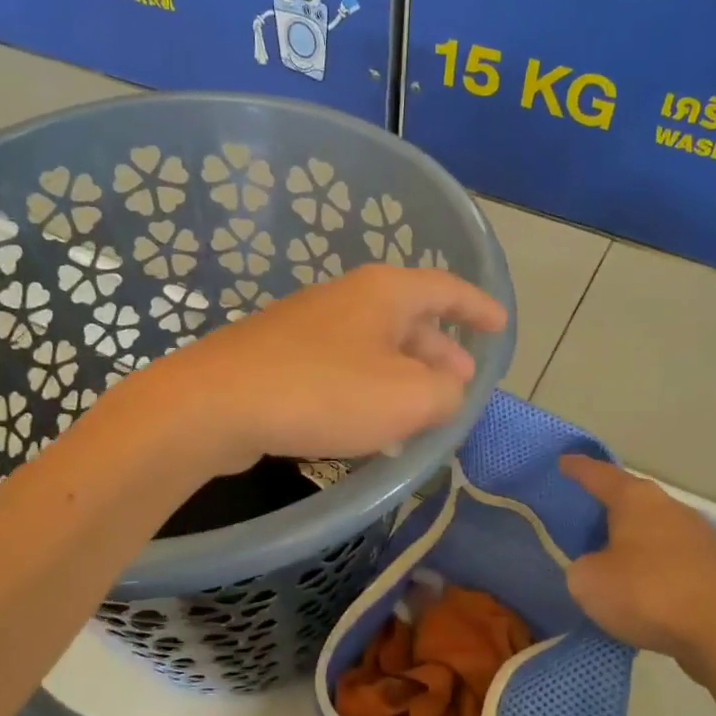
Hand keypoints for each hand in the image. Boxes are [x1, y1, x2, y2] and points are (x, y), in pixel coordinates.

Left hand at [143, 264, 507, 474]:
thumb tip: (449, 390)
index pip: (446, 289)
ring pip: (374, 348)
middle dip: (441, 352)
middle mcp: (346, 298)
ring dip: (403, 377)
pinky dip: (367, 391)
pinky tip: (368, 427)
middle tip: (461, 384)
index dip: (478, 308)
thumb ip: (447, 393)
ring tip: (423, 413)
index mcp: (384, 293)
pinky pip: (341, 369)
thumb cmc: (324, 392)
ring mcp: (307, 326)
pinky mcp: (278, 357)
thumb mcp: (408, 398)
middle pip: (409, 319)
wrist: (215, 405)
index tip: (500, 326)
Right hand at [560, 456, 715, 681]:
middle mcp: (669, 506)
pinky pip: (671, 556)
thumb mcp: (588, 581)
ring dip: (631, 537)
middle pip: (630, 498)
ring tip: (609, 555)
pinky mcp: (715, 566)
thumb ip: (581, 566)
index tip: (562, 461)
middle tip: (581, 514)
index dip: (577, 468)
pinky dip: (652, 564)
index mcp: (635, 499)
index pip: (598, 474)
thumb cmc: (647, 594)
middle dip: (606, 505)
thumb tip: (596, 567)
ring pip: (653, 527)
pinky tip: (641, 585)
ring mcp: (698, 535)